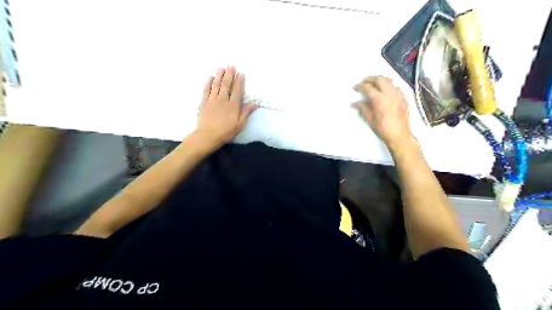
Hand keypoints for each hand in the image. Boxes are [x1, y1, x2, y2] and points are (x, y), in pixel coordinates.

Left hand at [194, 65, 257, 149]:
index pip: (237, 90)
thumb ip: (246, 112)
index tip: (241, 73)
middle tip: (231, 66)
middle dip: (229, 74)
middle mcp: (223, 99)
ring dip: (219, 75)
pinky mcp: (204, 102)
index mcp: (233, 105)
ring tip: (221, 68)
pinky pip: (206, 90)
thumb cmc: (226, 132)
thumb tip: (255, 103)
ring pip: (216, 85)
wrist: (207, 135)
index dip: (239, 81)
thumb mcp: (240, 124)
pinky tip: (210, 78)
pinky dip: (209, 83)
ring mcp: (212, 100)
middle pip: (226, 84)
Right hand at [354, 77, 413, 150]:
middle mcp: (389, 94)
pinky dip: (389, 85)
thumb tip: (355, 103)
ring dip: (380, 80)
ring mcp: (398, 95)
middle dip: (370, 79)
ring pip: (389, 81)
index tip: (355, 87)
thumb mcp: (370, 119)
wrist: (399, 136)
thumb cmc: (383, 129)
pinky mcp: (404, 98)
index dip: (360, 86)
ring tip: (374, 83)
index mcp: (379, 99)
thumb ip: (363, 108)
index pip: (368, 87)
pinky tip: (385, 91)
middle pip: (379, 79)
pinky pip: (395, 87)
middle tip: (364, 81)